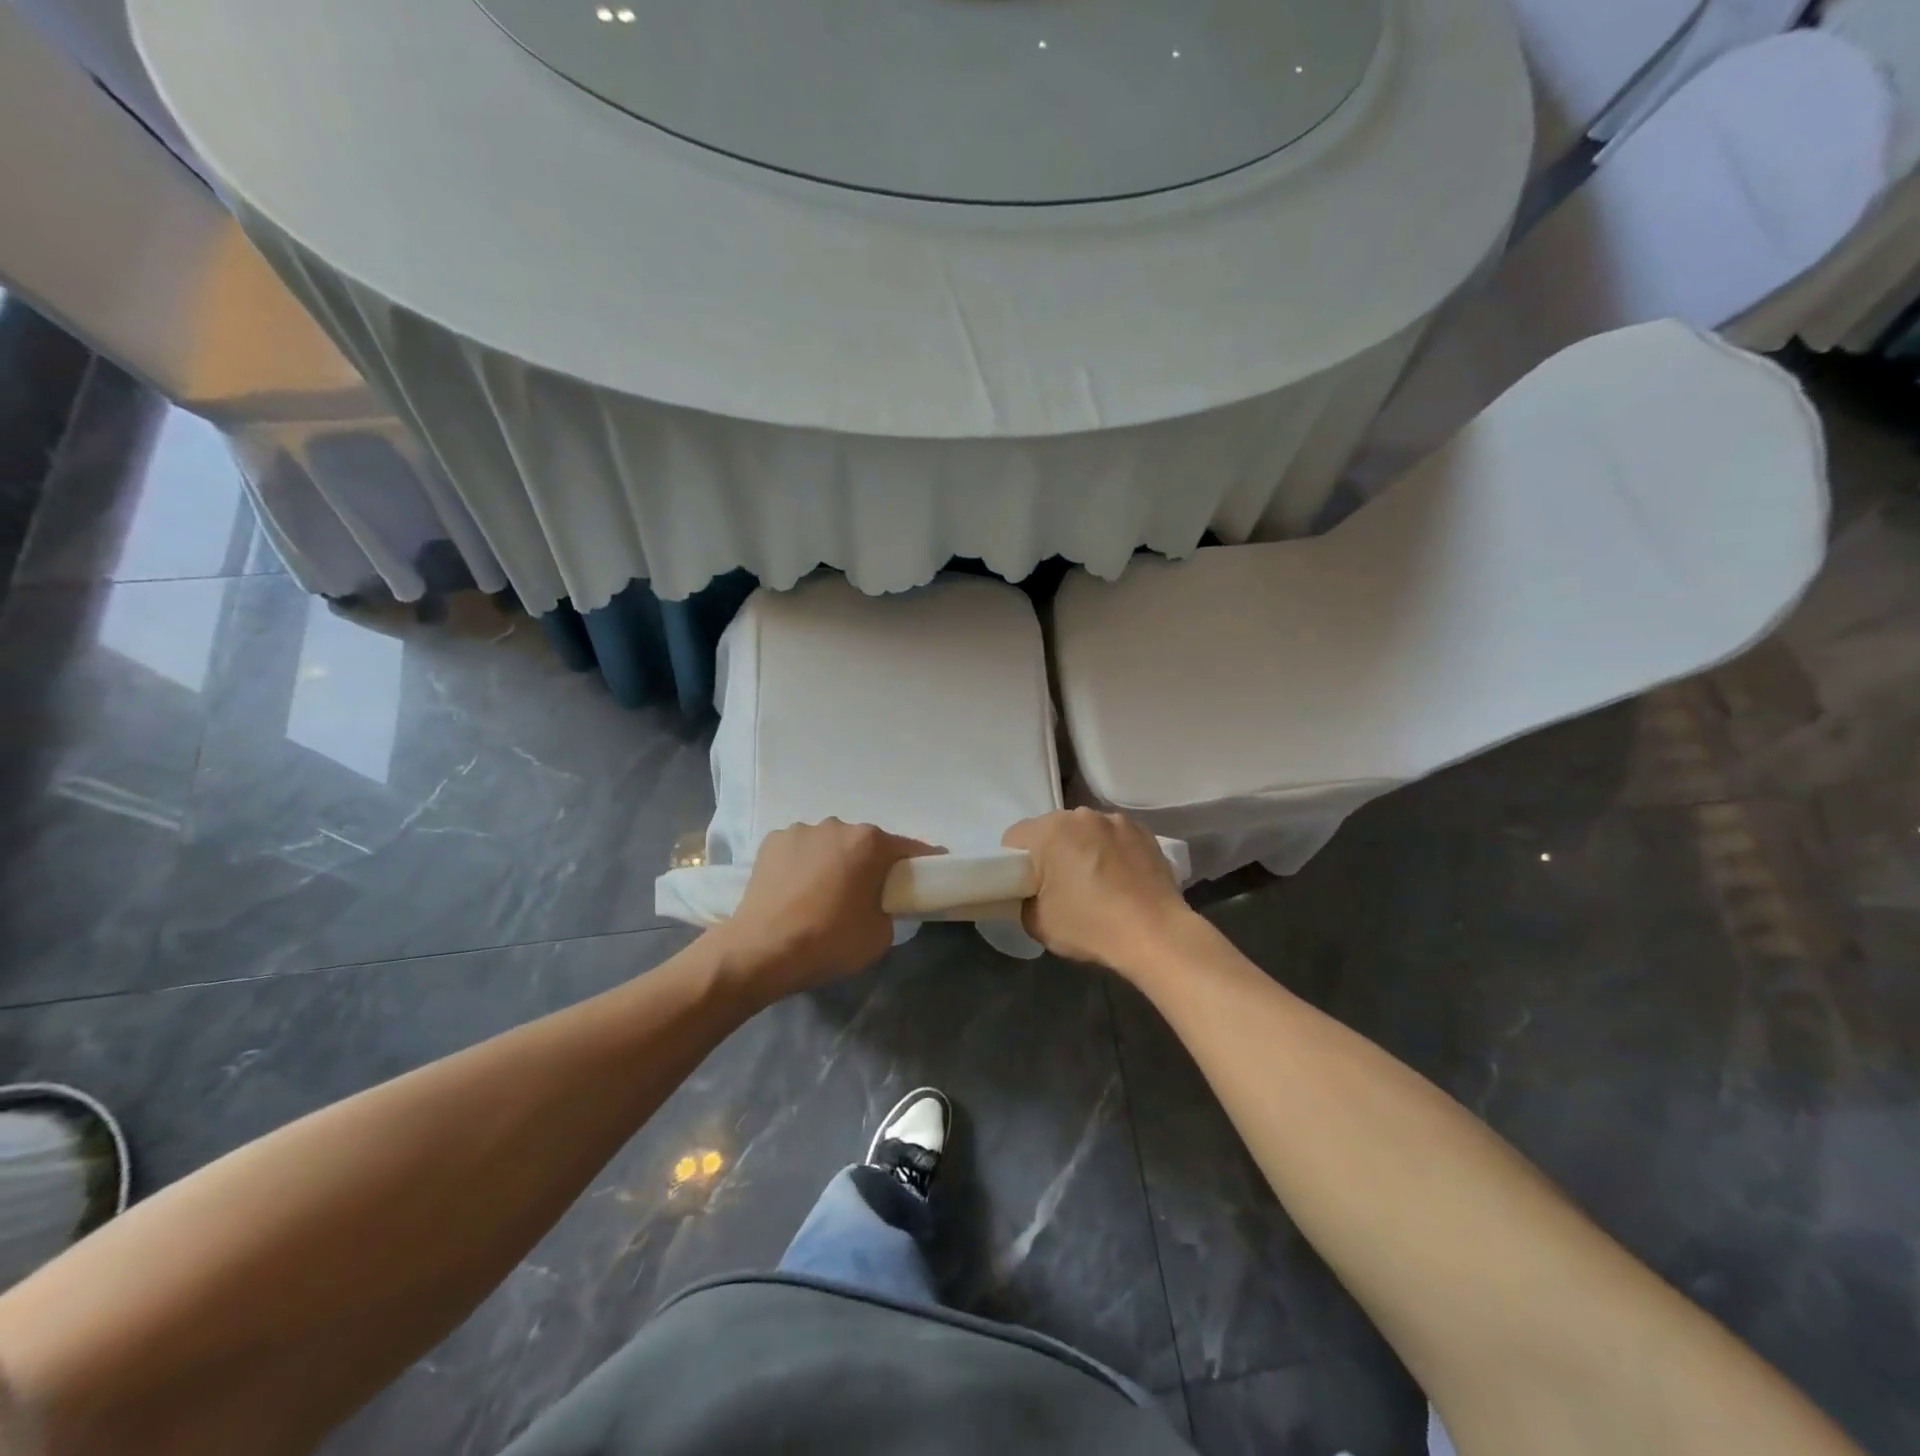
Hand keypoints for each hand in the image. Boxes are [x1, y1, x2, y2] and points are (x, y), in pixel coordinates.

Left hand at [715, 820, 941, 999]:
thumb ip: (888, 908)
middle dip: (870, 863)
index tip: (932, 871)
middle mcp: (837, 825)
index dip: (924, 861)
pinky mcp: (772, 842)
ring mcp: (801, 830)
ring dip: (833, 861)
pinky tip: (796, 890)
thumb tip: (877, 902)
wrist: (761, 950)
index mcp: (869, 843)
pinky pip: (800, 850)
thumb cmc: (829, 941)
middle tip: (866, 893)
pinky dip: (804, 864)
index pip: (909, 848)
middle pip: (865, 843)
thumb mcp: (879, 935)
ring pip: (830, 844)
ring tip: (823, 893)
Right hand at [1002, 809, 1194, 972]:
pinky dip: (1111, 851)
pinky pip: (1114, 837)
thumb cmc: (1091, 926)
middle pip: (1052, 830)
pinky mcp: (1144, 832)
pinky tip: (1121, 879)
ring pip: (1085, 831)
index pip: (1015, 838)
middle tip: (1060, 887)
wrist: (1156, 935)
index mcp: (1050, 831)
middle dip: (1051, 853)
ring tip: (1096, 882)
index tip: (1026, 886)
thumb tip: (1033, 894)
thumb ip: (1024, 900)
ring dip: (1083, 848)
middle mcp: (1081, 815)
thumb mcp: (1037, 923)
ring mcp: (1116, 821)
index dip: (1014, 863)